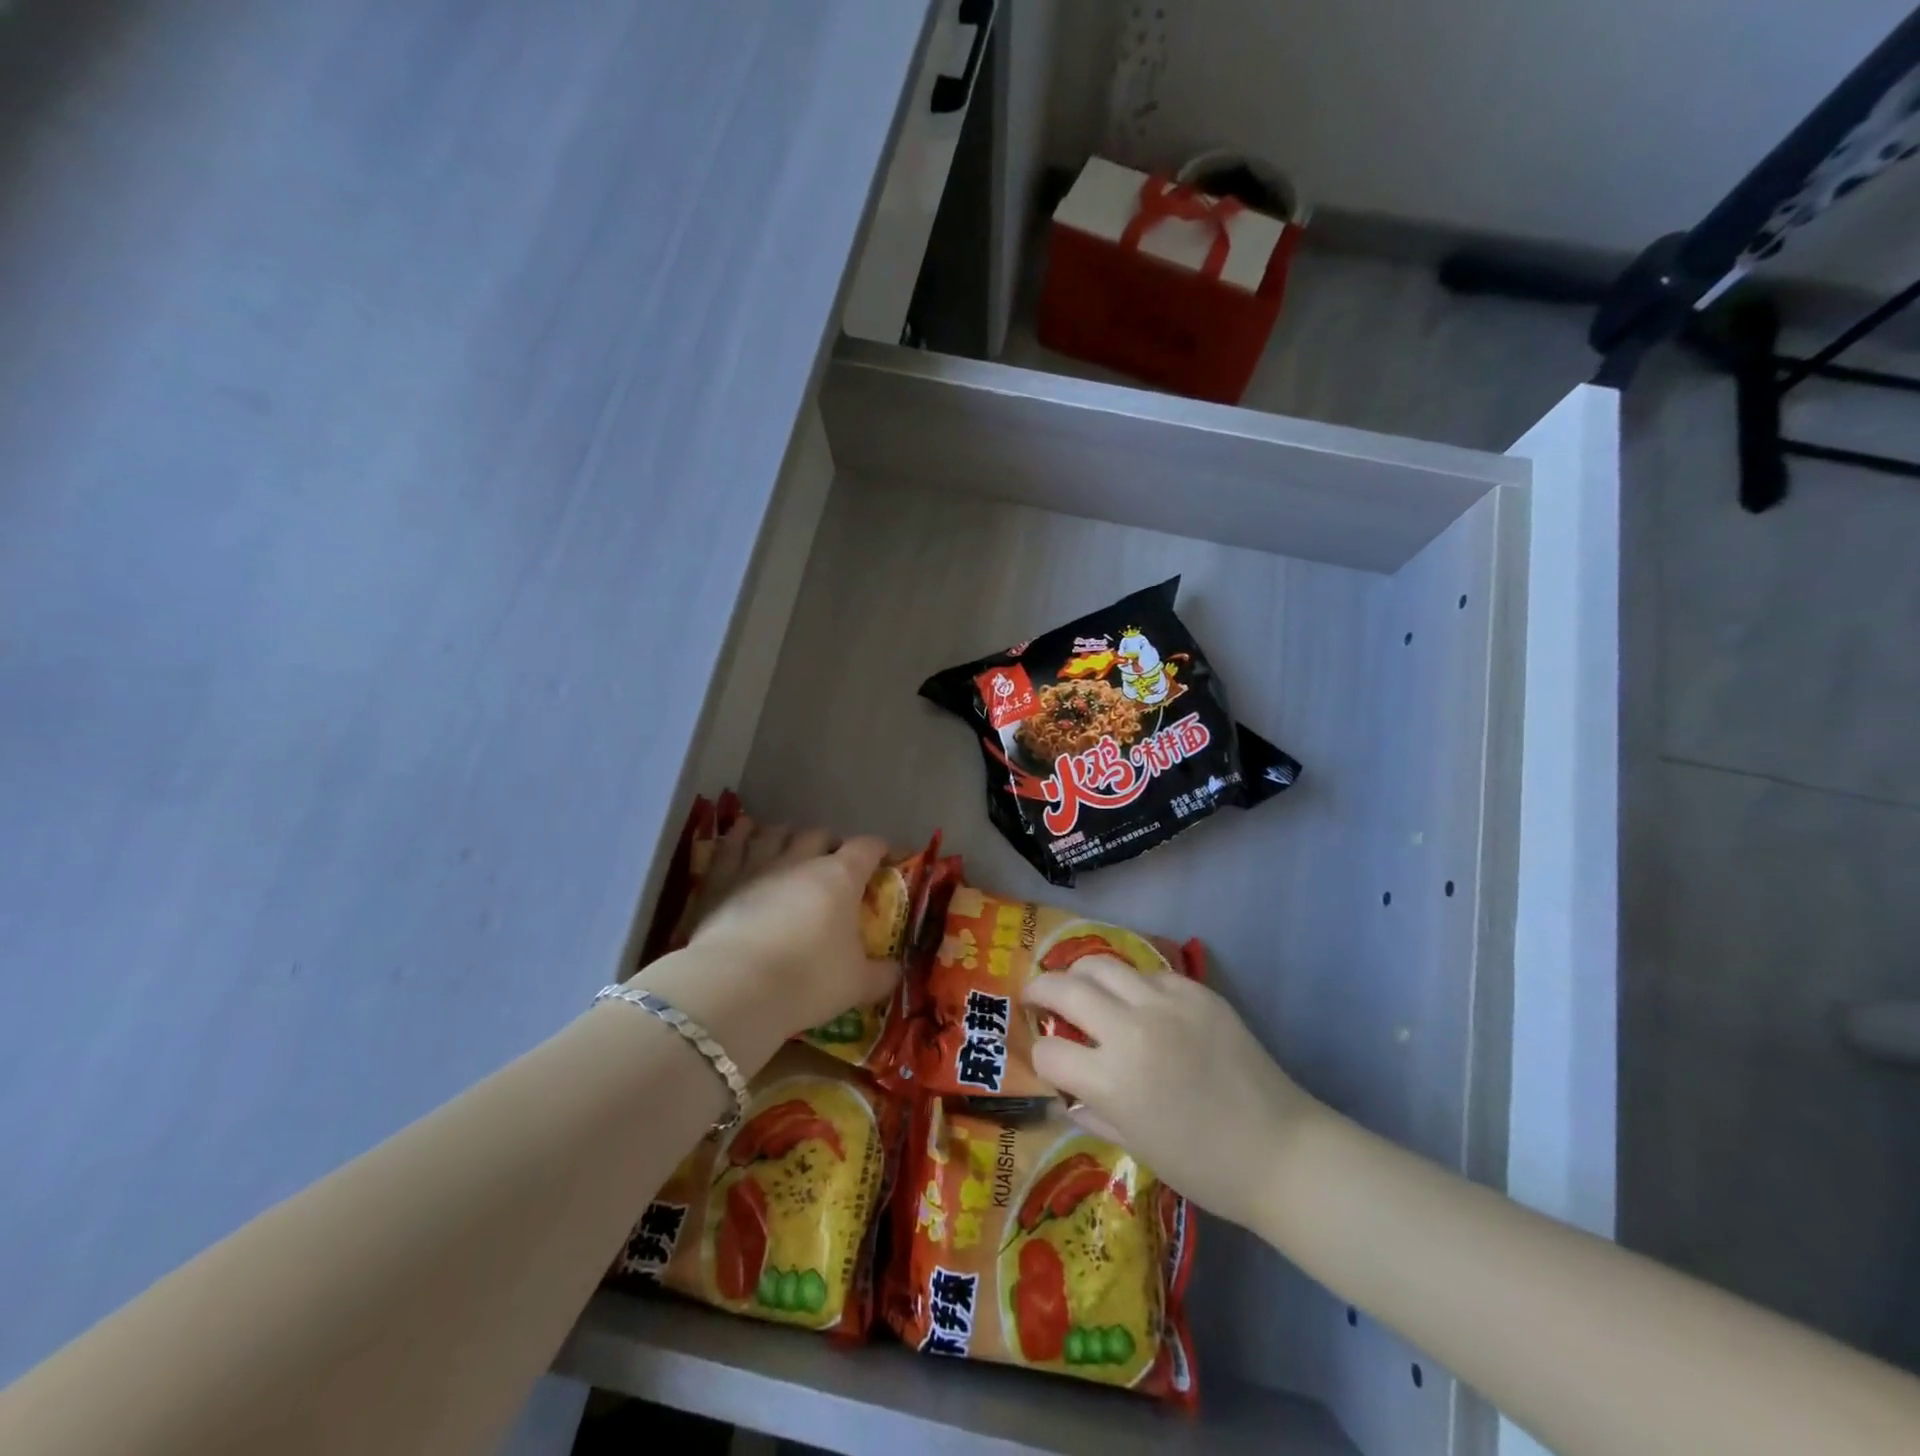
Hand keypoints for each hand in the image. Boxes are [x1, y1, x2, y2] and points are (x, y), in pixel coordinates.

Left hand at [679, 821, 896, 1040]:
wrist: (734, 987)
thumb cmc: (807, 980)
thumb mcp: (857, 985)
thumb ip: (881, 974)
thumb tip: (895, 971)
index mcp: (840, 878)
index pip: (866, 848)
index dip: (879, 849)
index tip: (886, 857)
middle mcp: (800, 860)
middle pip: (819, 835)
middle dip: (830, 843)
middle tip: (834, 860)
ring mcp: (757, 865)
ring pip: (775, 834)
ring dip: (786, 835)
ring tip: (789, 843)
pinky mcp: (720, 879)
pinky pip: (732, 845)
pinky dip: (741, 835)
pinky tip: (744, 831)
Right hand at [1026, 958, 1323, 1230]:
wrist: (1281, 1151)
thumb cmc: (1204, 1166)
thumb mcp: (1135, 1146)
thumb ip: (1092, 1109)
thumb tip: (1064, 1090)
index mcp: (1113, 1080)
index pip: (1048, 1052)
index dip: (1040, 1058)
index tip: (1046, 1060)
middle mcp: (1132, 1030)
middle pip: (1064, 988)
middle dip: (1039, 990)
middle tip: (1035, 997)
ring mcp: (1166, 1004)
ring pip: (1102, 964)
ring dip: (1080, 974)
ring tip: (1079, 984)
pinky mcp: (1196, 991)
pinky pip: (1149, 974)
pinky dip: (1133, 985)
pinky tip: (1140, 1003)